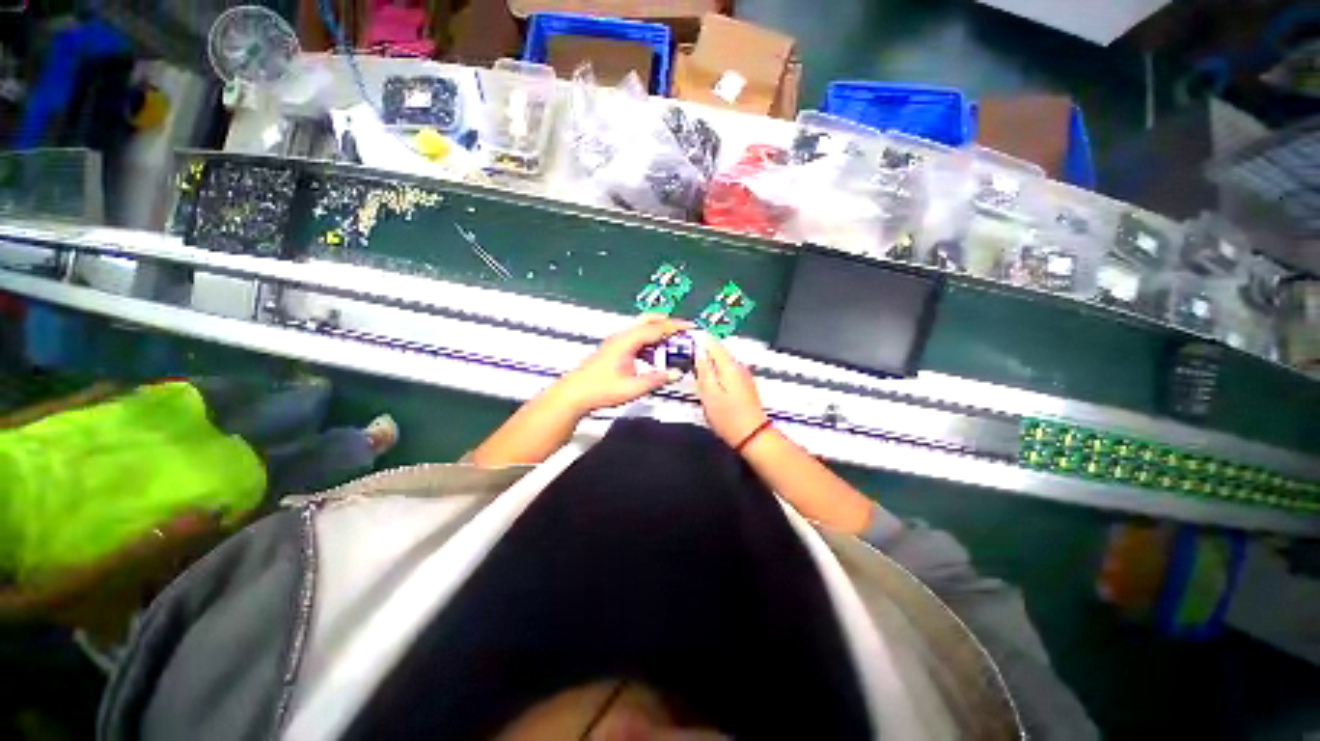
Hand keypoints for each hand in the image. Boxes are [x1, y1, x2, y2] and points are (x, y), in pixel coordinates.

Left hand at [556, 315, 689, 414]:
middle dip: (666, 323)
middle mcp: (621, 337)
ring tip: (672, 344)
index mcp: (627, 341)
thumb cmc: (599, 389)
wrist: (574, 394)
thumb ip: (656, 379)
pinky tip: (654, 356)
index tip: (690, 326)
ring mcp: (616, 342)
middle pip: (648, 321)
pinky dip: (649, 342)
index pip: (656, 328)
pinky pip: (636, 339)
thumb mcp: (632, 388)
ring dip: (658, 334)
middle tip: (682, 331)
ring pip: (641, 329)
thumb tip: (675, 374)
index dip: (675, 327)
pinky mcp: (614, 350)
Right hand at [695, 336, 767, 447]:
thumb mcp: (709, 393)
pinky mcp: (744, 386)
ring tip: (696, 372)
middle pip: (719, 353)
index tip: (687, 342)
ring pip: (723, 363)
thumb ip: (703, 370)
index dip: (699, 341)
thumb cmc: (728, 417)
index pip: (714, 344)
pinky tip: (710, 384)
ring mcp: (744, 377)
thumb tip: (699, 353)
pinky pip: (727, 373)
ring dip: (710, 365)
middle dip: (704, 353)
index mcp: (729, 366)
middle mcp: (739, 367)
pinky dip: (717, 374)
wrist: (751, 435)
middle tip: (688, 359)